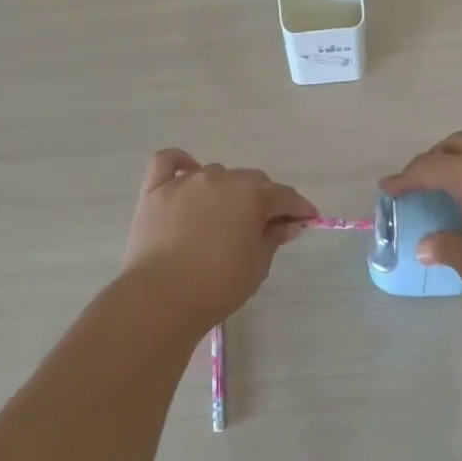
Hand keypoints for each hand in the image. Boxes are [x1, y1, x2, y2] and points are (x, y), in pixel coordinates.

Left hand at [121, 150, 316, 332]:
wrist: (159, 298)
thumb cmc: (217, 286)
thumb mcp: (257, 265)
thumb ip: (273, 237)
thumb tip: (286, 223)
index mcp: (251, 195)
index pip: (285, 196)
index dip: (299, 208)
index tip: (306, 220)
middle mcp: (220, 179)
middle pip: (251, 181)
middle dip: (263, 200)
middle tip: (264, 226)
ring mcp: (185, 182)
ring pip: (215, 174)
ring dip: (227, 190)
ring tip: (223, 217)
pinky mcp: (155, 190)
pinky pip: (167, 162)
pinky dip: (180, 163)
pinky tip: (187, 172)